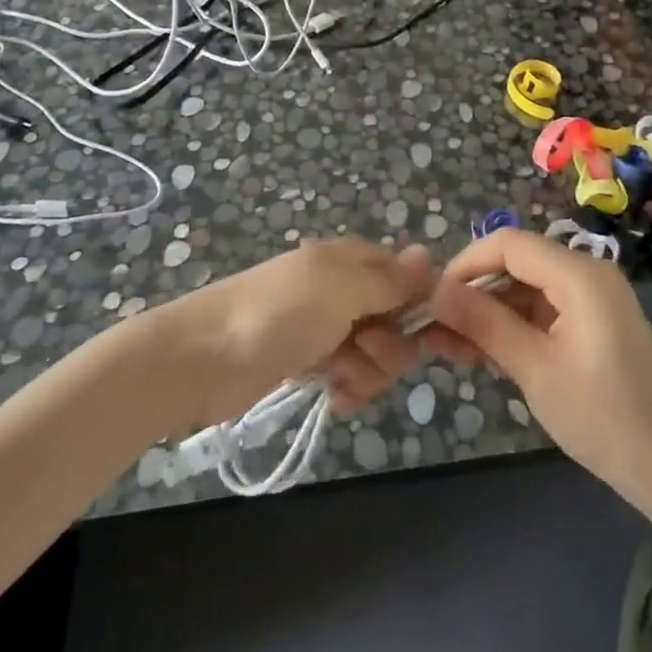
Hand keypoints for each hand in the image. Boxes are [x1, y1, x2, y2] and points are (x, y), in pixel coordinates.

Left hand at [168, 238, 432, 425]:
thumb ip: (389, 278)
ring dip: (369, 371)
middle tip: (362, 349)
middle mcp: (347, 290)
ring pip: (379, 353)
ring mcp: (329, 327)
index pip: (411, 278)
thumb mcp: (340, 287)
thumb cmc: (278, 314)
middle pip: (400, 321)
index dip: (429, 308)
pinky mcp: (312, 362)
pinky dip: (350, 387)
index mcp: (354, 261)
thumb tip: (427, 255)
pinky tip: (334, 396)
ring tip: (339, 377)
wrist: (204, 358)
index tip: (446, 341)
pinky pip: (352, 375)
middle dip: (391, 346)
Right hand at [424, 229, 651, 502]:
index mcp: (579, 274)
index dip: (466, 264)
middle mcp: (586, 273)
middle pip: (516, 263)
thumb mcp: (534, 368)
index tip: (432, 298)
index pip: (509, 244)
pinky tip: (481, 352)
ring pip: (525, 288)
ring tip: (448, 347)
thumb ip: (484, 323)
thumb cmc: (601, 415)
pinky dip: (511, 326)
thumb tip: (436, 293)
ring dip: (487, 313)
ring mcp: (591, 298)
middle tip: (434, 328)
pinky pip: (541, 309)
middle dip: (473, 292)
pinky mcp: (591, 322)